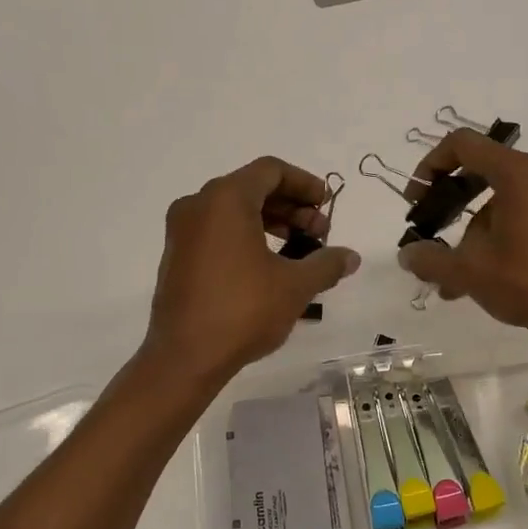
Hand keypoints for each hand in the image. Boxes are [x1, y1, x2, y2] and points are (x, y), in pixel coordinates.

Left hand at [145, 157, 359, 381]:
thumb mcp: (295, 286)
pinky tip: (269, 265)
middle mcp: (198, 205)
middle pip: (252, 188)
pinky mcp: (176, 256)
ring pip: (233, 210)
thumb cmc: (242, 311)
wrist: (185, 357)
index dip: (304, 184)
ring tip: (299, 251)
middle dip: (291, 207)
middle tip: (320, 233)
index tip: (327, 205)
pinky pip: (216, 230)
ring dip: (271, 222)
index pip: (270, 171)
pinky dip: (245, 236)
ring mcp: (182, 231)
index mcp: (225, 199)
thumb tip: (351, 257)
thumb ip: (326, 263)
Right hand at [397, 130, 527, 352]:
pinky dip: (506, 231)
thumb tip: (407, 255)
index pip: (463, 144)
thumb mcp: (471, 273)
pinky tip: (493, 274)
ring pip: (507, 197)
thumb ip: (431, 259)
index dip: (431, 165)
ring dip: (477, 228)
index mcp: (519, 173)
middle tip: (435, 230)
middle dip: (453, 202)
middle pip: (486, 170)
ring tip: (461, 275)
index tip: (417, 199)